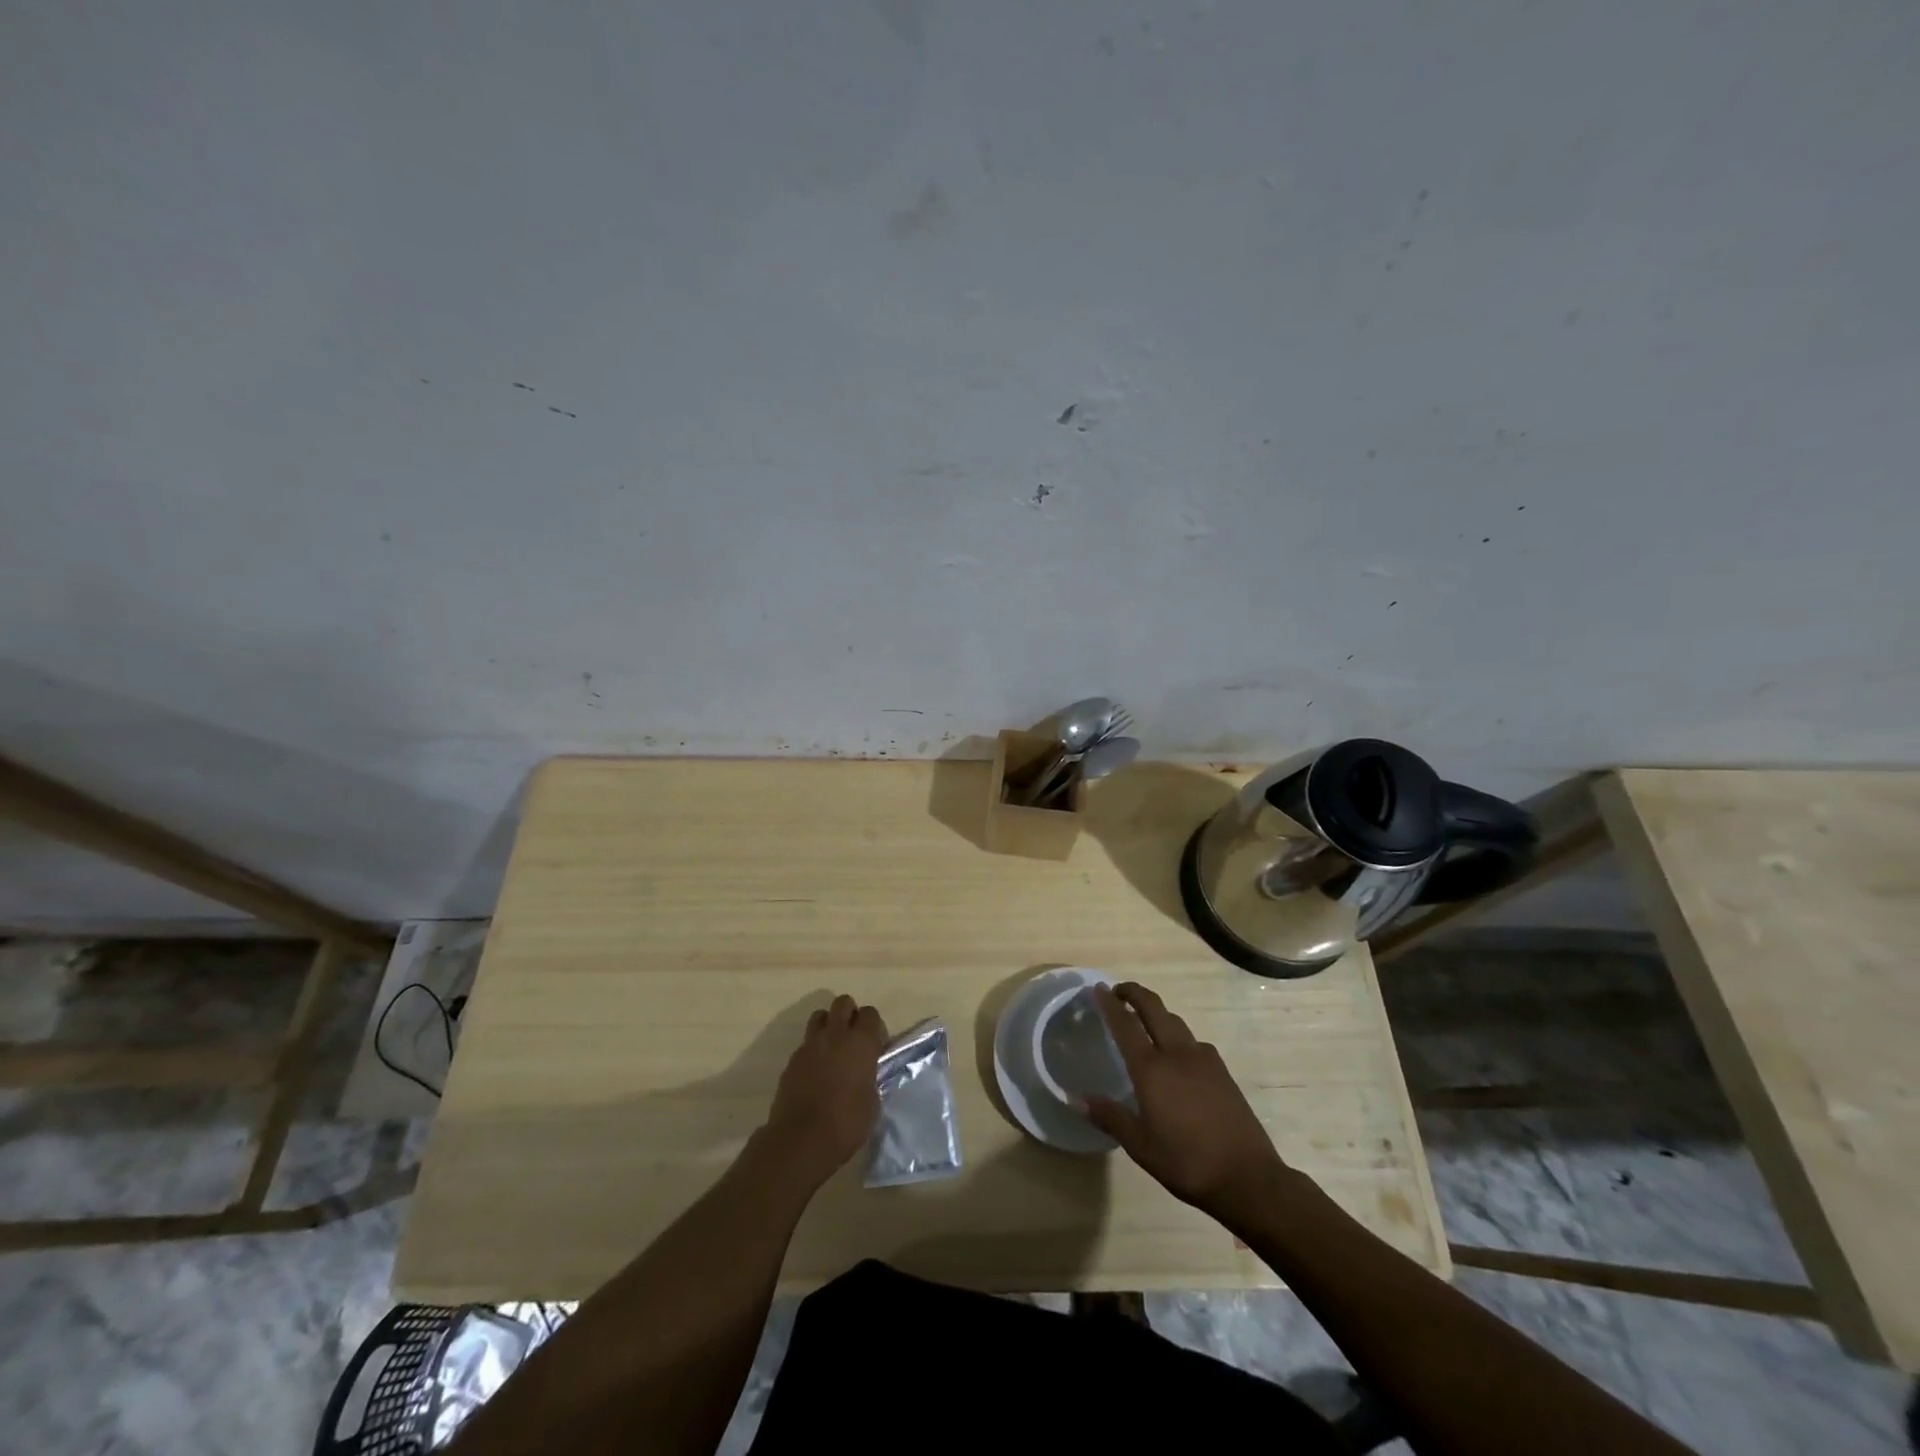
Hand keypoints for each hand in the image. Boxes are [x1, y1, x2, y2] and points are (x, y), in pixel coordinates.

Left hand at [761, 994, 887, 1189]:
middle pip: (843, 1003)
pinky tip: (815, 1073)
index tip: (875, 1046)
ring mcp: (810, 1045)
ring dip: (828, 1026)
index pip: (871, 1014)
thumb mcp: (872, 1101)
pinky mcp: (792, 1060)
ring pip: (820, 1016)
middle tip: (853, 1040)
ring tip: (832, 1050)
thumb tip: (864, 1074)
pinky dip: (812, 1051)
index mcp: (861, 1042)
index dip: (874, 1027)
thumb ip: (869, 1077)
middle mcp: (835, 1035)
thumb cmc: (847, 1123)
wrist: (802, 1140)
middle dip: (849, 1015)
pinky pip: (805, 1043)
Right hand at [1086, 983, 1289, 1219]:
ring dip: (1156, 1012)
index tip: (1098, 988)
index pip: (1125, 1024)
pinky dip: (1177, 1035)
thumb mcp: (1140, 1146)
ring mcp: (1203, 1059)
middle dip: (1134, 993)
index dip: (1109, 1004)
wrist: (1248, 1177)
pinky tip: (1176, 1056)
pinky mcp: (1221, 1070)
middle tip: (1118, 991)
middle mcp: (1176, 1054)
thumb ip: (1109, 1116)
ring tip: (1144, 1021)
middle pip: (1153, 1008)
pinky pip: (1193, 1040)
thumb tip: (1074, 1098)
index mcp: (1151, 1069)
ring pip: (1175, 1021)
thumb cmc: (1186, 1162)